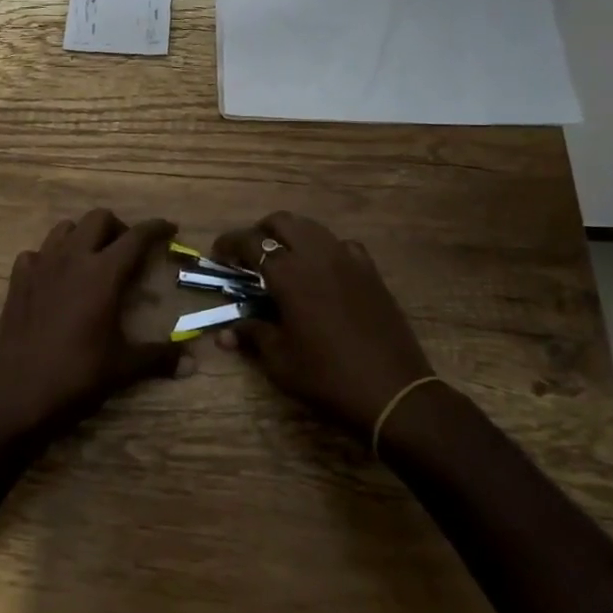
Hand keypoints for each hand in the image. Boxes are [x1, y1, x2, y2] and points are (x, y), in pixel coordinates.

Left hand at [0, 209, 180, 444]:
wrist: (15, 393)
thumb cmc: (76, 376)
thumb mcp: (123, 367)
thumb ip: (159, 357)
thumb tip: (193, 363)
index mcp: (103, 273)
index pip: (136, 237)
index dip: (156, 228)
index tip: (170, 229)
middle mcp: (72, 258)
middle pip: (99, 219)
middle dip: (118, 227)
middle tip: (128, 250)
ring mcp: (41, 264)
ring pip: (66, 228)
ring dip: (84, 235)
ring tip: (93, 258)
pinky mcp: (18, 279)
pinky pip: (37, 252)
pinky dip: (51, 257)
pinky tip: (56, 278)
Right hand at [214, 212, 439, 437]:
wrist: (394, 391)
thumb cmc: (328, 377)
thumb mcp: (281, 361)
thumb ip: (252, 335)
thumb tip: (224, 333)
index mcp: (289, 273)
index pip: (251, 241)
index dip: (229, 243)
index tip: (218, 255)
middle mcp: (317, 255)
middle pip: (283, 222)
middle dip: (261, 231)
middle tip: (249, 255)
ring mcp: (349, 259)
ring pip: (313, 228)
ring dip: (292, 236)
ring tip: (283, 260)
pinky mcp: (371, 271)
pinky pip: (342, 245)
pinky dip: (325, 249)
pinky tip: (323, 272)